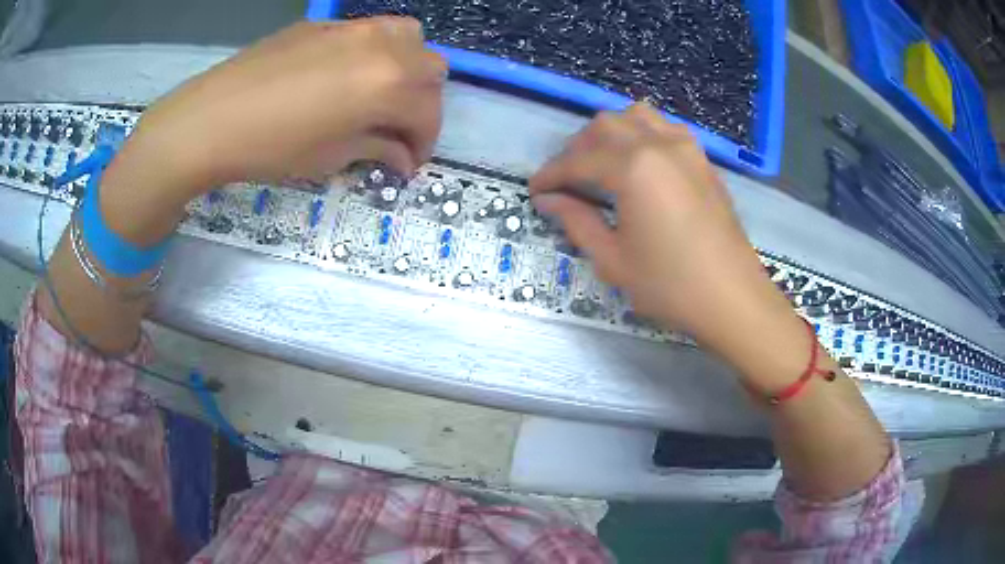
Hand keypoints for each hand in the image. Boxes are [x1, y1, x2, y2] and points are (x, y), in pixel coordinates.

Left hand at [99, 17, 445, 243]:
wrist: (211, 119)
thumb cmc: (272, 148)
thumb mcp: (331, 157)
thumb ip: (378, 149)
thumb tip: (403, 158)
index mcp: (390, 83)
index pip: (429, 112)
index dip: (424, 143)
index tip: (408, 163)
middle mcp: (383, 45)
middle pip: (430, 68)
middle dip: (421, 103)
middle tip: (395, 129)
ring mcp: (353, 28)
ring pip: (407, 38)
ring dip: (405, 68)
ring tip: (378, 94)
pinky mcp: (324, 24)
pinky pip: (368, 32)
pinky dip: (373, 54)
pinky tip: (341, 78)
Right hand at [530, 103, 797, 368]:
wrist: (733, 297)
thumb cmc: (670, 285)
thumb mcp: (614, 260)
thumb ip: (577, 221)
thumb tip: (548, 200)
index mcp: (633, 168)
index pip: (578, 160)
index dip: (551, 174)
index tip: (535, 191)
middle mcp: (658, 144)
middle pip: (605, 125)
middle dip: (577, 148)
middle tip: (567, 180)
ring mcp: (686, 148)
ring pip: (636, 116)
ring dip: (610, 133)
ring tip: (600, 162)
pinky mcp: (702, 159)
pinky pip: (664, 128)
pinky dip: (641, 134)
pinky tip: (639, 161)